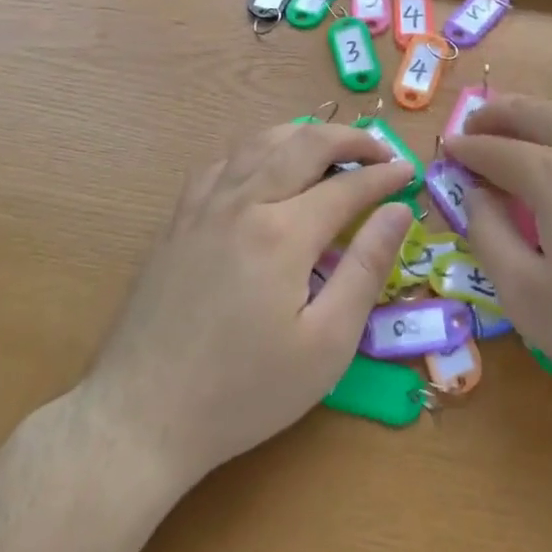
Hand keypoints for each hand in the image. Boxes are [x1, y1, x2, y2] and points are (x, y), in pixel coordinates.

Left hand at [82, 121, 415, 489]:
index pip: (347, 185)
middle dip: (350, 139)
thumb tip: (398, 212)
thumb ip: (366, 268)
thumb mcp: (326, 344)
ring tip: (332, 148)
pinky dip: (257, 151)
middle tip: (380, 151)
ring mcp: (203, 206)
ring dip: (303, 135)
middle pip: (304, 144)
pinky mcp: (177, 220)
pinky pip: (223, 162)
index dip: (385, 175)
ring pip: (259, 142)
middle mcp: (242, 202)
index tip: (409, 173)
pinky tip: (266, 169)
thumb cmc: (244, 391)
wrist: (142, 415)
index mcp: (282, 233)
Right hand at [445, 96, 551, 420]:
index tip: (447, 150)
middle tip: (475, 124)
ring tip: (519, 124)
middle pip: (537, 113)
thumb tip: (475, 195)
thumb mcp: (527, 296)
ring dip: (540, 112)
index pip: (497, 150)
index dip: (467, 149)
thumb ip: (489, 237)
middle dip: (499, 114)